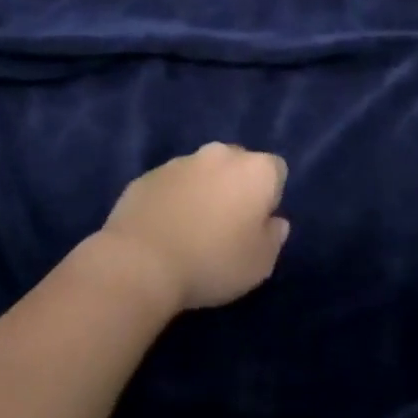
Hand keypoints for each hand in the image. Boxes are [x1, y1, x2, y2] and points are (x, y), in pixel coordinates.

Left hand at [97, 144, 290, 313]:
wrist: (140, 263)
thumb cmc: (212, 262)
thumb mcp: (260, 264)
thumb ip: (274, 237)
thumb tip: (275, 222)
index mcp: (256, 170)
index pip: (276, 171)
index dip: (270, 197)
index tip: (257, 225)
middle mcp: (221, 154)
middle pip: (239, 164)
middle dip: (236, 187)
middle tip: (226, 225)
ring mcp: (181, 161)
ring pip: (203, 171)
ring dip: (203, 190)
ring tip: (191, 229)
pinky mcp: (148, 175)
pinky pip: (171, 184)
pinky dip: (173, 199)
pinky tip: (164, 229)